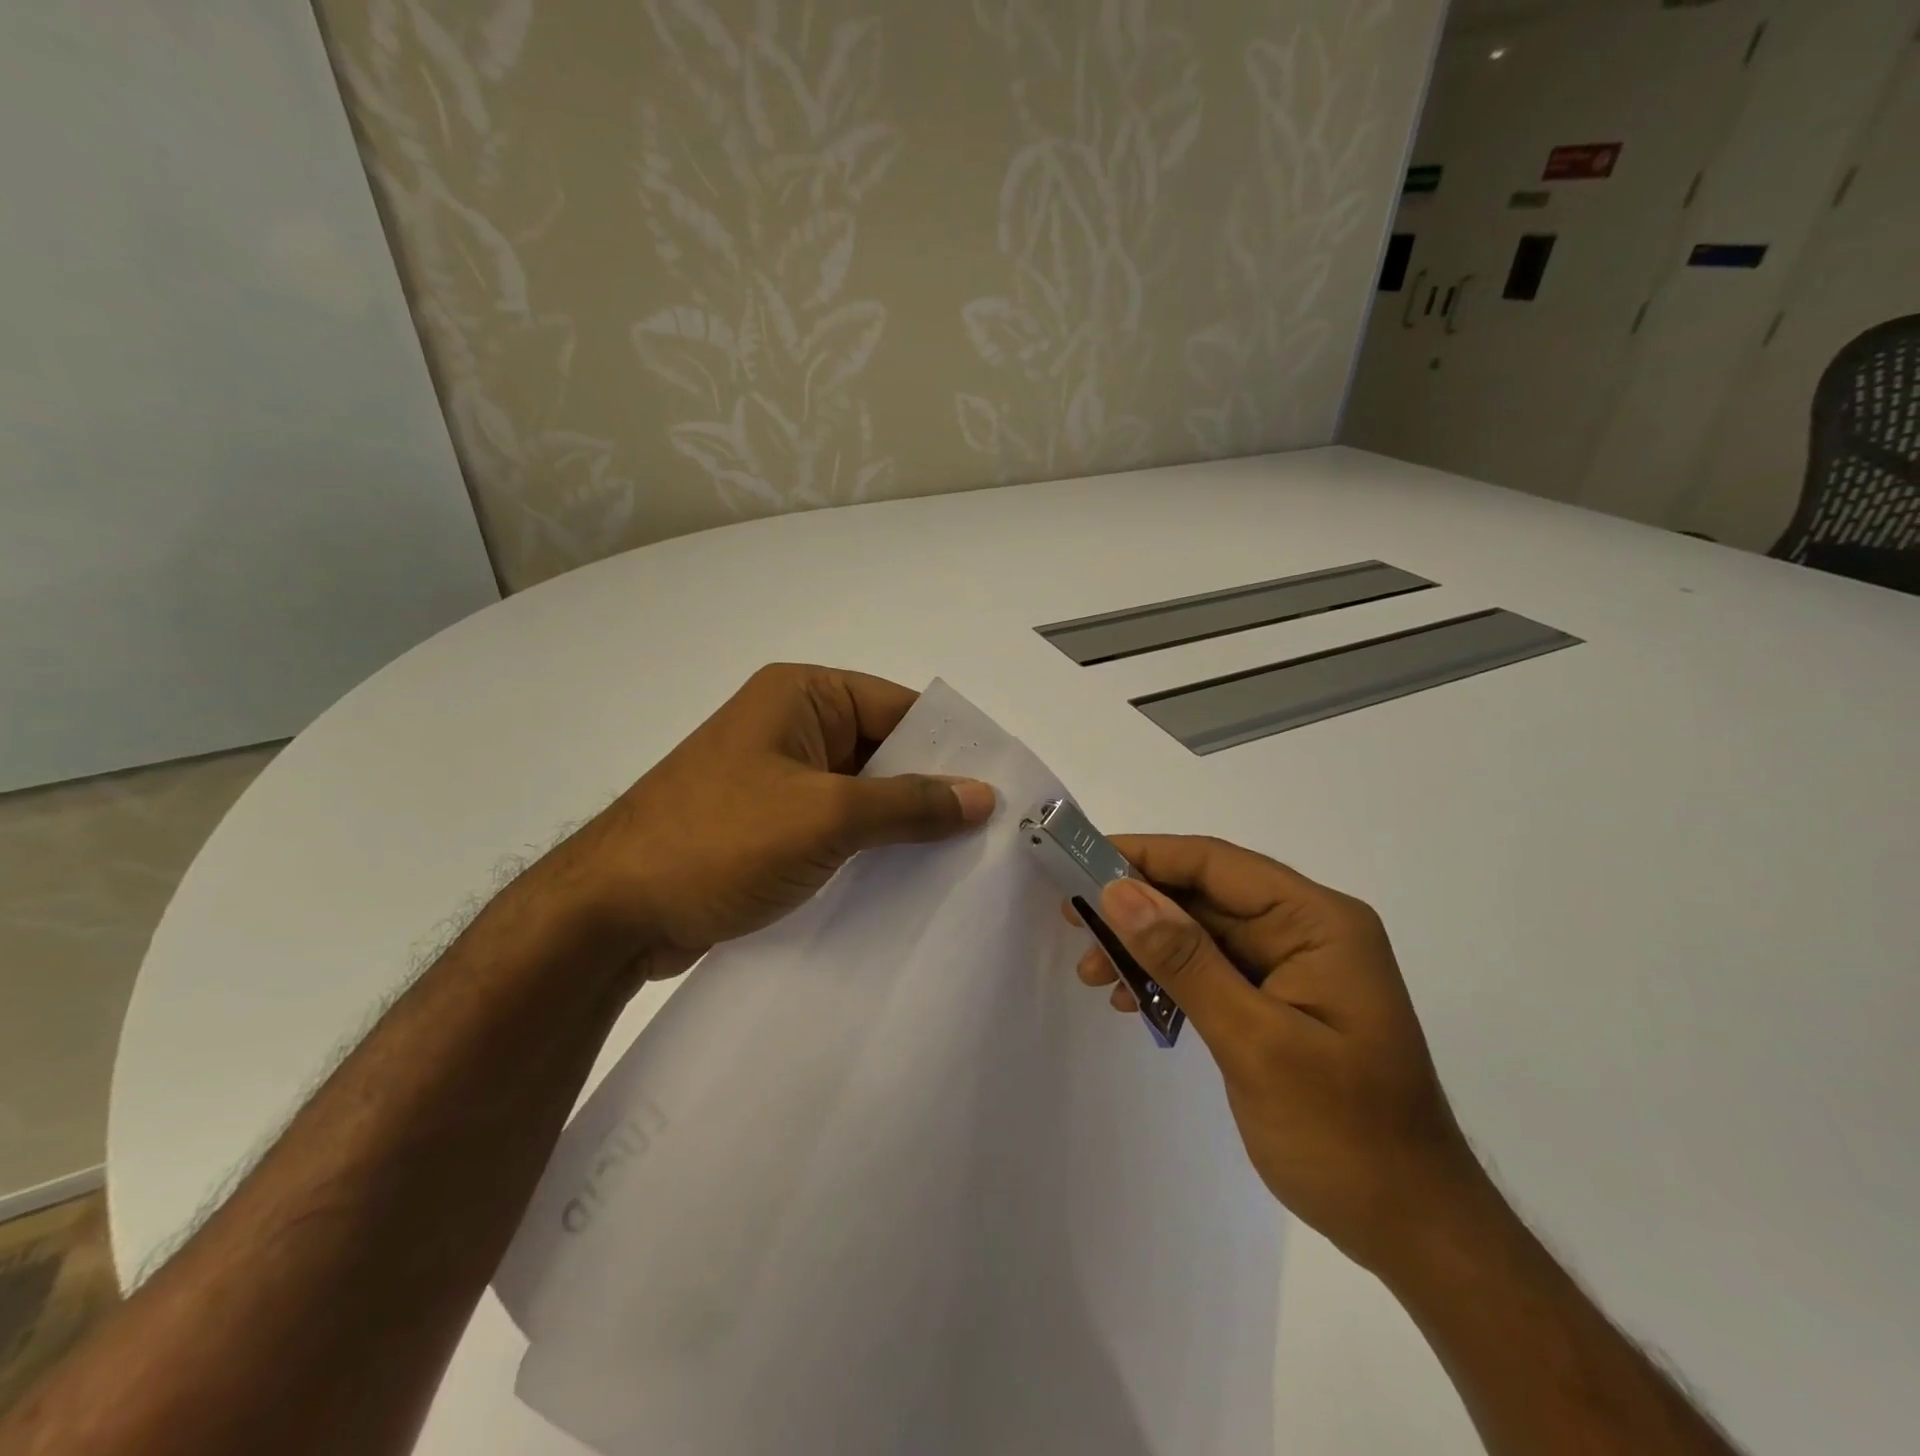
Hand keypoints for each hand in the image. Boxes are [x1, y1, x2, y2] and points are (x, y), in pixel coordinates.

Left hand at [547, 664, 994, 979]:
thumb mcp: (826, 817)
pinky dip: (868, 849)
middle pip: (883, 752)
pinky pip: (835, 827)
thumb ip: (909, 804)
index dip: (950, 747)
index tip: (1000, 790)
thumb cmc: (719, 841)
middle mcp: (792, 727)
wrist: (610, 913)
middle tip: (991, 834)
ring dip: (900, 827)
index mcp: (803, 696)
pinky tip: (907, 882)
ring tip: (961, 863)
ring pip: (861, 795)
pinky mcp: (767, 826)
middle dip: (930, 792)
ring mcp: (777, 778)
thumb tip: (983, 795)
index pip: (898, 709)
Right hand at [1072, 835, 1486, 1276]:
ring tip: (1093, 973)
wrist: (1411, 1229)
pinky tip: (1132, 1002)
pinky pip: (1210, 970)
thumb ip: (1186, 961)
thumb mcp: (1256, 1042)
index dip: (1145, 856)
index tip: (1081, 861)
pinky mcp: (1276, 1001)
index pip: (1216, 863)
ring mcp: (1292, 966)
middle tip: (1073, 921)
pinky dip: (1168, 980)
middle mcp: (1306, 930)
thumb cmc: (1344, 1134)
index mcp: (1317, 921)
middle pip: (1204, 895)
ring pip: (1200, 933)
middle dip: (1137, 907)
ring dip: (1145, 947)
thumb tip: (1119, 892)